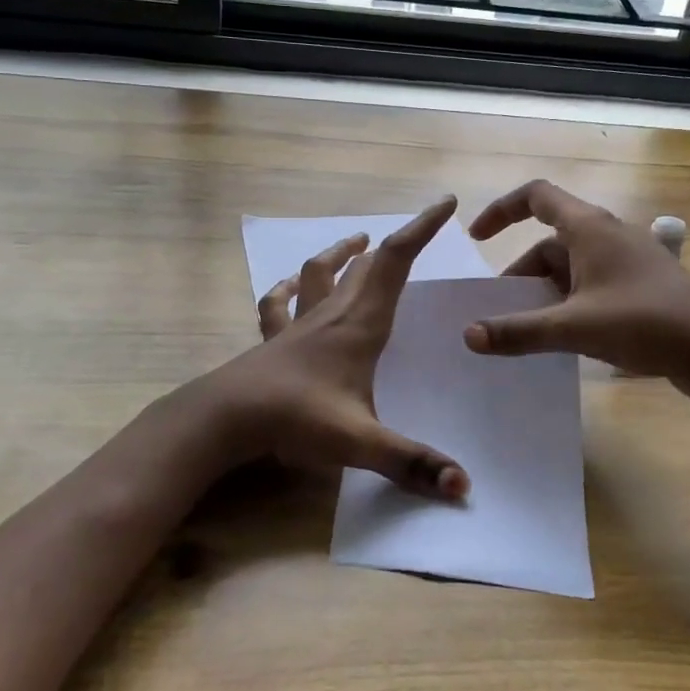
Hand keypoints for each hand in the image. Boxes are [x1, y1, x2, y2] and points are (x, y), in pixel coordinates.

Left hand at [203, 198, 469, 499]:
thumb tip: (464, 487)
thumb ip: (411, 463)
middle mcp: (331, 314)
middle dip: (394, 242)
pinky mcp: (273, 340)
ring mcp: (298, 324)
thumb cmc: (296, 419)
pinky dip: (287, 288)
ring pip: (321, 272)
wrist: (225, 418)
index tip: (445, 203)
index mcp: (360, 324)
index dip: (421, 228)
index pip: (395, 261)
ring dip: (341, 254)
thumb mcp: (360, 442)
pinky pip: (279, 303)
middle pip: (366, 264)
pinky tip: (289, 284)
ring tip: (356, 242)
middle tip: (415, 232)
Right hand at [464, 180, 689, 397]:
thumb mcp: (574, 327)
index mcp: (589, 227)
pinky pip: (592, 285)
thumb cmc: (643, 322)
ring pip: (572, 267)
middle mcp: (607, 235)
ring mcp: (628, 260)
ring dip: (546, 292)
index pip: (536, 196)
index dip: (502, 210)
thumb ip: (519, 331)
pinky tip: (566, 338)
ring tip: (531, 331)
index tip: (478, 238)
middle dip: (522, 274)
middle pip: (550, 242)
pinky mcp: (641, 286)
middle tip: (502, 312)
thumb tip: (468, 335)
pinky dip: (571, 303)